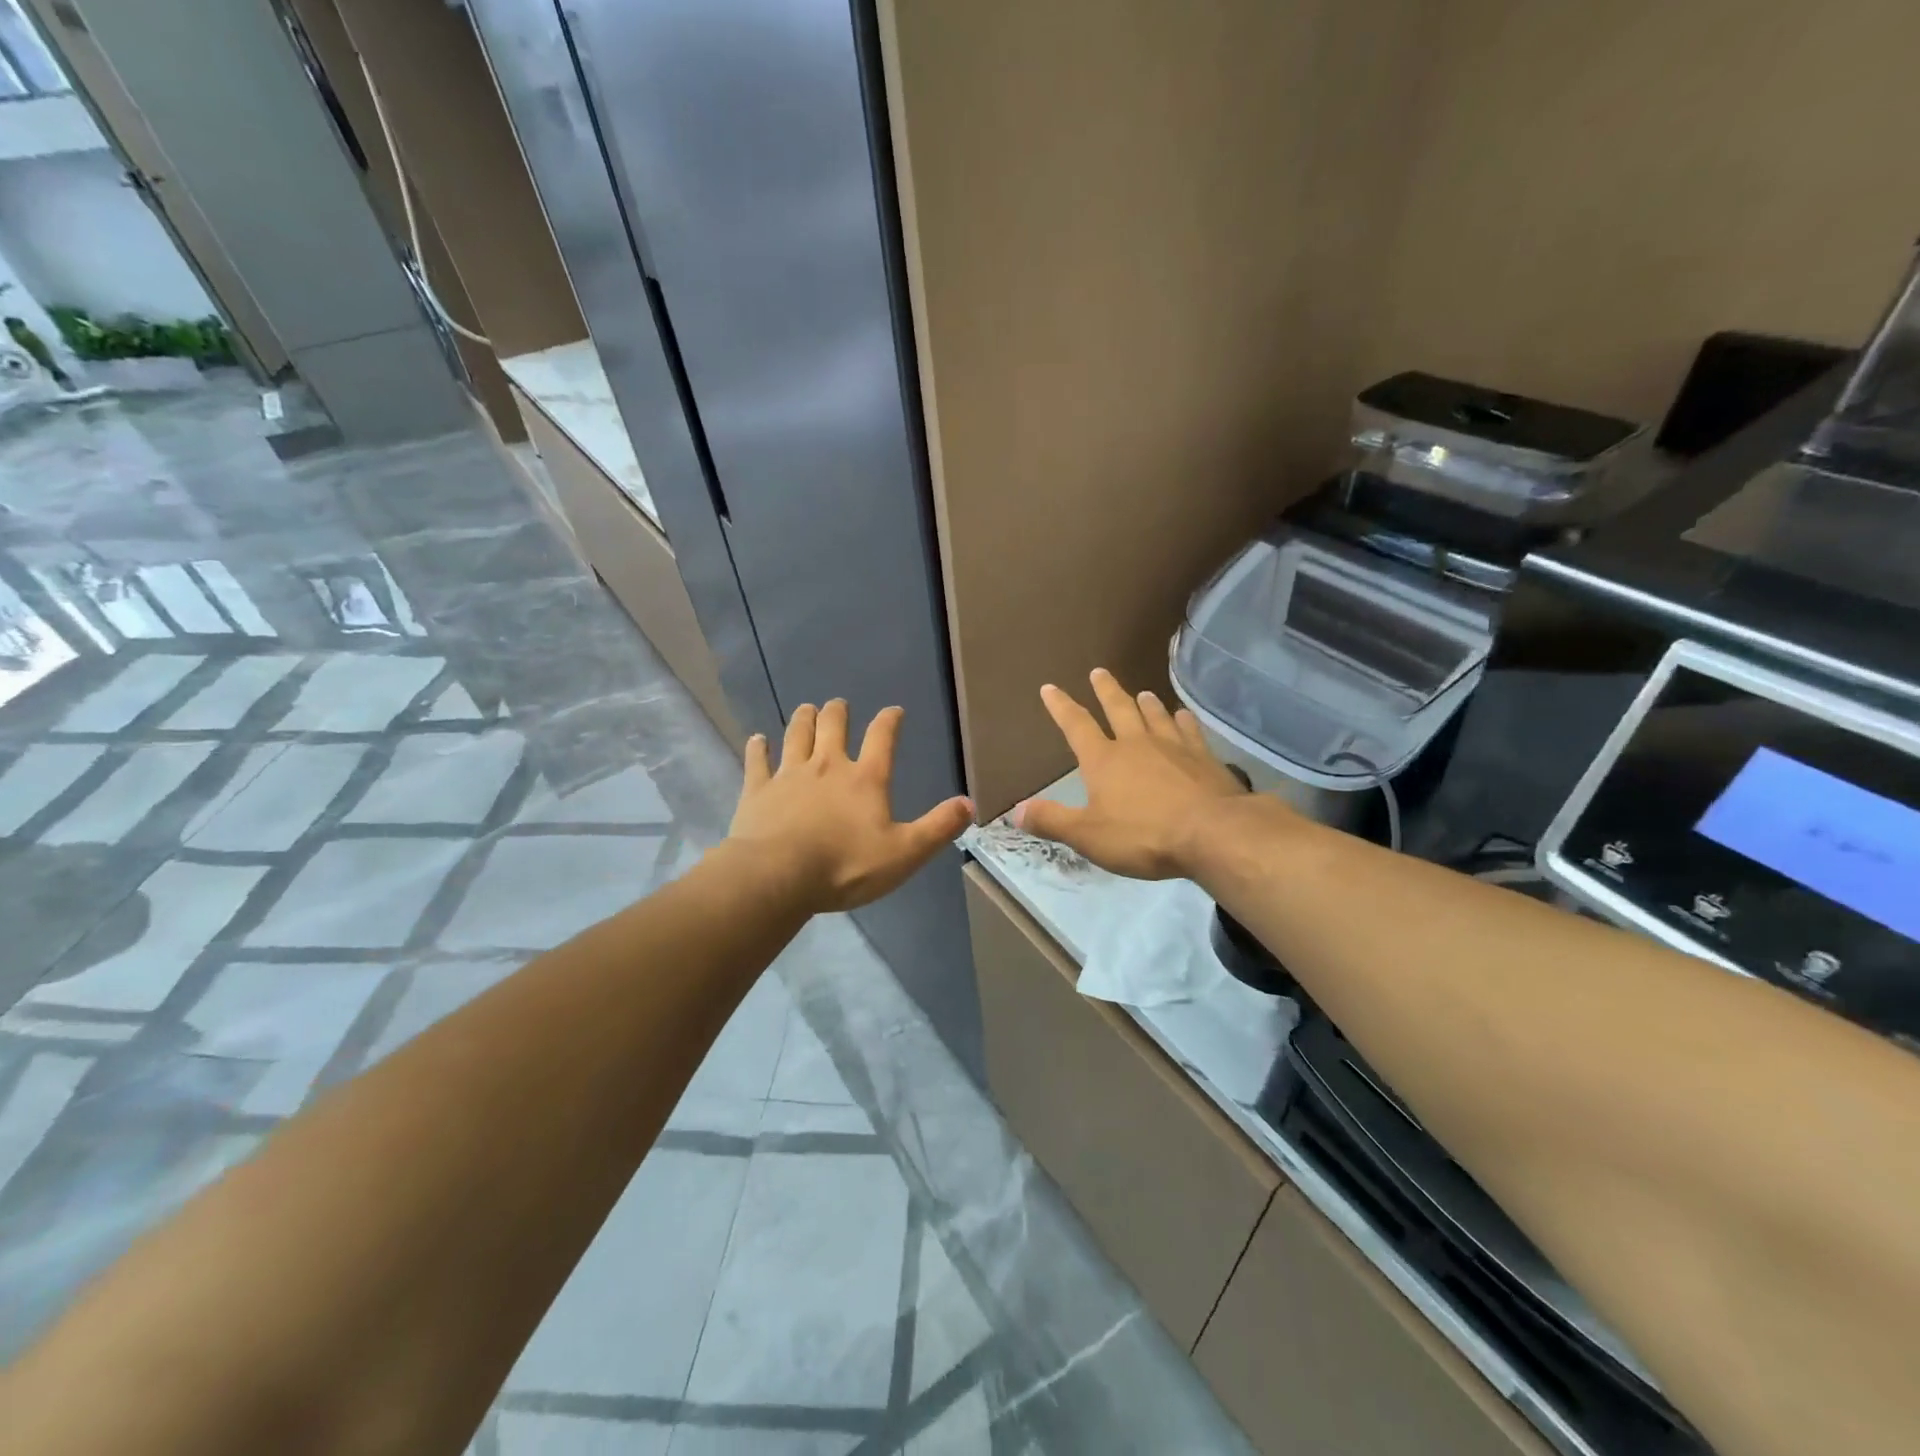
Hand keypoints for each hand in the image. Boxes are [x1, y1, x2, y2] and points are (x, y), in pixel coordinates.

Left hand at [728, 700, 973, 911]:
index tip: (894, 710)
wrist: (778, 876)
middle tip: (839, 705)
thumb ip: (938, 828)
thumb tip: (969, 804)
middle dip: (838, 712)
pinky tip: (757, 739)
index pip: (882, 738)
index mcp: (865, 779)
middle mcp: (827, 766)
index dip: (889, 721)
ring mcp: (789, 775)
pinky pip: (758, 761)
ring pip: (796, 734)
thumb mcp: (905, 853)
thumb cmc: (846, 866)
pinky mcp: (758, 790)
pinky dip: (758, 748)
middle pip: (833, 726)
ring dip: (803, 719)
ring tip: (807, 709)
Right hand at [1013, 669, 1251, 879]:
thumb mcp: (1088, 835)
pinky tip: (1183, 716)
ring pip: (1155, 715)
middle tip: (1099, 672)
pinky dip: (1183, 720)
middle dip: (1106, 690)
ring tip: (1142, 692)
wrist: (1212, 833)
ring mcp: (1173, 746)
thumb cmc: (1143, 835)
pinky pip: (1190, 730)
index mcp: (1104, 760)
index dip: (1061, 707)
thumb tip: (1016, 810)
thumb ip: (1052, 820)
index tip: (1050, 688)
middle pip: (1118, 708)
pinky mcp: (1204, 757)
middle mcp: (1136, 743)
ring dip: (1146, 702)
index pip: (1076, 726)